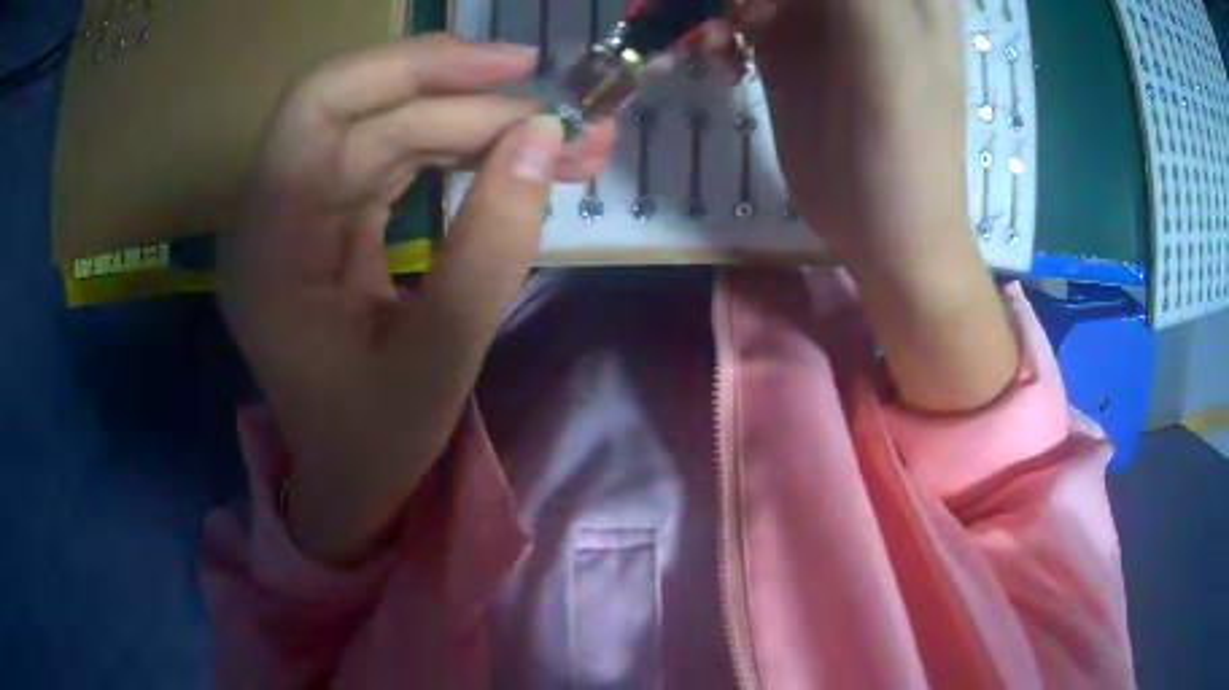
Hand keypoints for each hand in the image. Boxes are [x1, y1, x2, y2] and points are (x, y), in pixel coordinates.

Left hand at [218, 34, 612, 564]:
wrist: (349, 477)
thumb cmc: (377, 439)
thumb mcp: (442, 357)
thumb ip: (493, 245)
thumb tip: (546, 140)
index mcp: (269, 249)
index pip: (319, 107)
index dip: (411, 67)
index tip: (510, 67)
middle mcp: (272, 214)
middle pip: (367, 114)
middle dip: (468, 105)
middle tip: (561, 122)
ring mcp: (299, 214)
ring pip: (387, 130)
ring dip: (474, 126)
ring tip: (560, 143)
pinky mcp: (329, 221)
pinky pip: (392, 161)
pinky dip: (456, 153)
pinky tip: (510, 160)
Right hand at [752, 1, 1019, 411]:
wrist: (882, 228)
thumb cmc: (904, 141)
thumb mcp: (885, 41)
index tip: (767, 4)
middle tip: (748, 16)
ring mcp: (815, 10)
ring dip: (724, 1)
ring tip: (730, 34)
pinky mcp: (782, 40)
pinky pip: (734, 8)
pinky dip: (716, 23)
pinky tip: (724, 57)